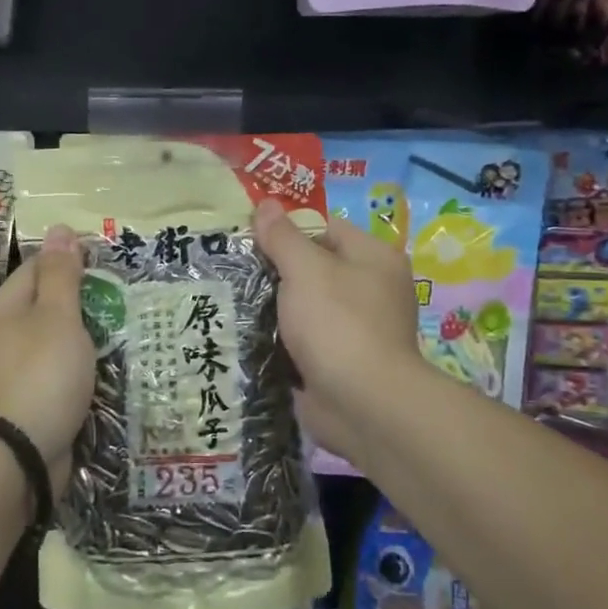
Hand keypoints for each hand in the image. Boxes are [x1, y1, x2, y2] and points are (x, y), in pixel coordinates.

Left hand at [0, 224, 95, 484]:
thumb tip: (59, 228)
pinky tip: (91, 378)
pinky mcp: (16, 405)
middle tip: (117, 306)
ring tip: (112, 341)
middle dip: (76, 304)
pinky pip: (47, 376)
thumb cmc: (41, 375)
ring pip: (45, 344)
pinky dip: (69, 373)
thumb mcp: (58, 317)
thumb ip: (62, 275)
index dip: (69, 262)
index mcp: (0, 309)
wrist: (14, 458)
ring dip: (75, 342)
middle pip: (39, 307)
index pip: (35, 268)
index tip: (105, 267)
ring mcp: (2, 374)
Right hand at [253, 199, 424, 468]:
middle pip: (315, 268)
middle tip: (236, 271)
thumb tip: (265, 204)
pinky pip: (305, 340)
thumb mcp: (305, 270)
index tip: (251, 240)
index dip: (289, 230)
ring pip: (306, 306)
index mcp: (374, 258)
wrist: (362, 404)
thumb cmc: (338, 323)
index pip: (326, 228)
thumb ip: (283, 237)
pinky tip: (249, 336)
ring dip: (275, 308)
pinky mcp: (341, 362)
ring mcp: (357, 329)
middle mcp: (372, 290)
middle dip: (277, 272)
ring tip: (233, 301)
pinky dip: (282, 340)